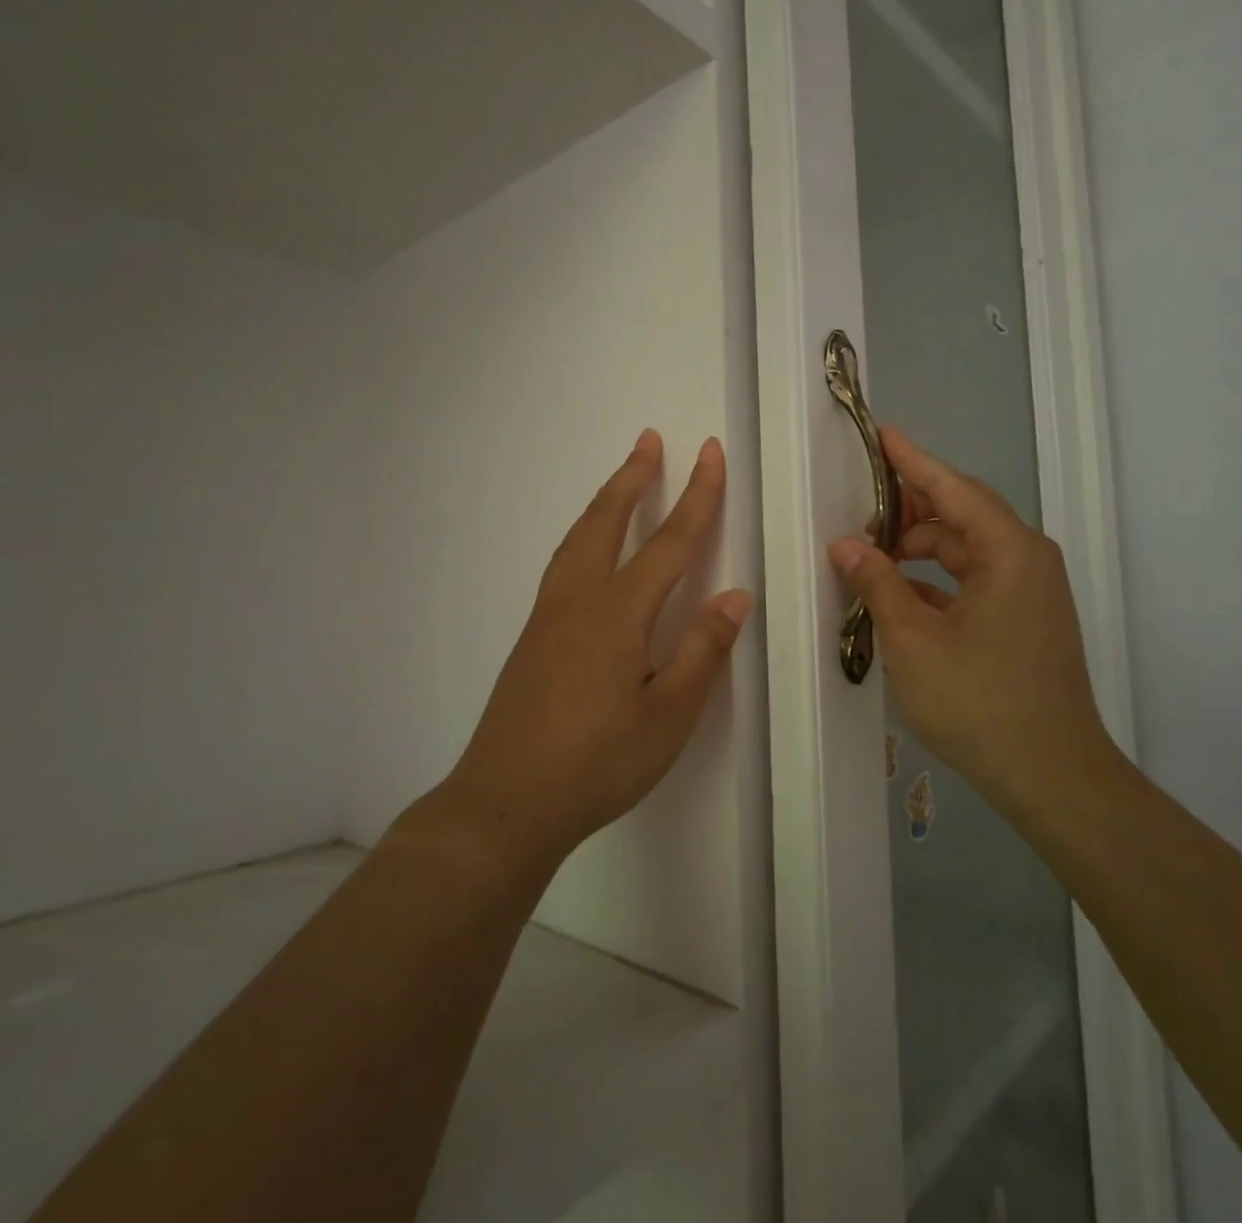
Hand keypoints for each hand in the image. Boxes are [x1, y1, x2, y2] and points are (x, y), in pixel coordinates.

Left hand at [438, 430, 751, 874]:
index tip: (709, 453)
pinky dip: (584, 535)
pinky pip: (563, 563)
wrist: (505, 801)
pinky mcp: (532, 637)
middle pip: (608, 521)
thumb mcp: (668, 713)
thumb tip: (736, 594)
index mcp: (618, 611)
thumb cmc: (598, 762)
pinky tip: (589, 551)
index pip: (669, 541)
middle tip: (650, 440)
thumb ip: (703, 648)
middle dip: (634, 477)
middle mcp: (579, 598)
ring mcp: (548, 615)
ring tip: (623, 480)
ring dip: (605, 501)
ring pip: (579, 538)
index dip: (696, 496)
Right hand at [828, 427, 1112, 808]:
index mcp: (1008, 552)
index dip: (912, 460)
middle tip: (859, 517)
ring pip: (966, 551)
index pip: (953, 488)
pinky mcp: (1025, 621)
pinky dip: (936, 582)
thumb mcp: (913, 639)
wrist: (1052, 777)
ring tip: (870, 559)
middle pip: (960, 516)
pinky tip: (899, 596)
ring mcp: (1030, 593)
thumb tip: (845, 545)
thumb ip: (877, 583)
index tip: (882, 434)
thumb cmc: (980, 701)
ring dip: (919, 550)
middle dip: (909, 511)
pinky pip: (974, 582)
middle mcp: (1026, 560)